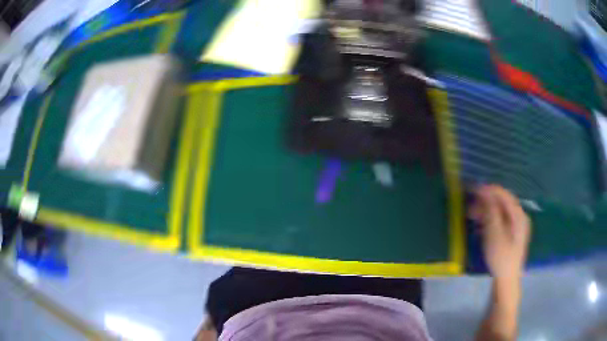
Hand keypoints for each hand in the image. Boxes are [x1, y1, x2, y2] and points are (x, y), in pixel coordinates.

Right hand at [470, 185, 530, 279]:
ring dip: (486, 211)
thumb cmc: (501, 257)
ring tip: (471, 215)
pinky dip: (490, 220)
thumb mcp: (494, 234)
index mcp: (518, 215)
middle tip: (470, 205)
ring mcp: (517, 225)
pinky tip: (479, 225)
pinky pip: (500, 220)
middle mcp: (520, 216)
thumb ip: (491, 211)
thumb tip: (484, 191)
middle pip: (502, 203)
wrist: (507, 280)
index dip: (489, 190)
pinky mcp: (512, 233)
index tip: (474, 189)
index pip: (504, 195)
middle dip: (486, 201)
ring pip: (500, 212)